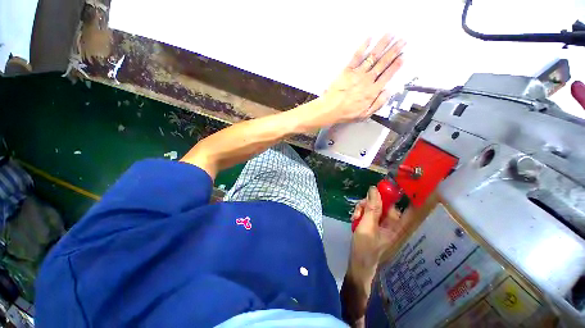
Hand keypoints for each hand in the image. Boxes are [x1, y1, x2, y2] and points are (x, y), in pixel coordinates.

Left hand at [314, 34, 405, 125]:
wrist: (330, 110)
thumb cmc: (347, 114)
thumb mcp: (365, 114)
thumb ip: (378, 103)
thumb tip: (389, 91)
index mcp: (373, 91)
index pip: (387, 75)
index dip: (396, 65)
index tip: (403, 56)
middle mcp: (367, 80)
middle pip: (383, 63)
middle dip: (394, 51)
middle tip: (403, 40)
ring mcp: (357, 73)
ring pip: (372, 57)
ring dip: (383, 44)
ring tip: (391, 35)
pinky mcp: (347, 70)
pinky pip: (356, 56)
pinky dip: (363, 46)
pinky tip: (370, 37)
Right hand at [348, 186, 408, 286]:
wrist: (357, 263)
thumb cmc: (365, 246)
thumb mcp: (368, 225)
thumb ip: (372, 207)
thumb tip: (374, 189)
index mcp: (395, 224)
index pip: (400, 205)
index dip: (394, 194)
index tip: (382, 187)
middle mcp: (389, 222)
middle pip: (381, 203)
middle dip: (368, 203)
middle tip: (359, 209)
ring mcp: (380, 223)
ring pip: (372, 207)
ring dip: (362, 209)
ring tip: (355, 217)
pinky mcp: (371, 224)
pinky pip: (367, 213)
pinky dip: (360, 213)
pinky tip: (354, 219)